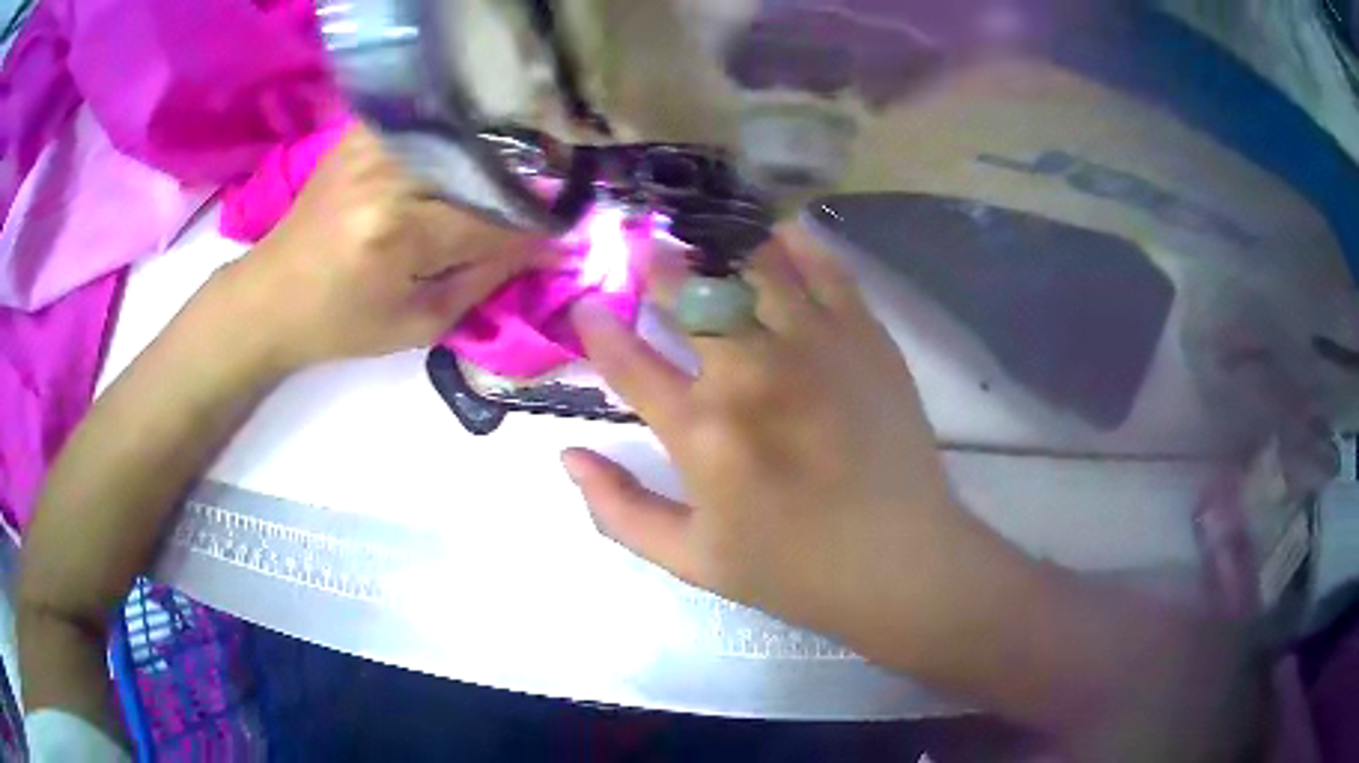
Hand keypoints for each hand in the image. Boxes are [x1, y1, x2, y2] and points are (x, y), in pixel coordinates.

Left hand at [224, 124, 537, 370]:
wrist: (272, 296)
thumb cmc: (340, 324)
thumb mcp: (416, 325)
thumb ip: (482, 282)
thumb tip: (538, 250)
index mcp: (396, 234)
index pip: (488, 223)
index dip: (531, 233)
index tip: (563, 240)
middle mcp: (386, 176)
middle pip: (479, 171)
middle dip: (519, 192)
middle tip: (541, 210)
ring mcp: (371, 146)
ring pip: (458, 139)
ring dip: (491, 160)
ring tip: (509, 183)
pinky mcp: (360, 134)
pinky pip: (426, 124)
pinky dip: (454, 137)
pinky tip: (465, 156)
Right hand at [563, 227, 986, 654]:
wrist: (900, 561)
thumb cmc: (794, 568)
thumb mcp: (691, 559)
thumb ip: (620, 510)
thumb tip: (568, 455)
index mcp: (703, 433)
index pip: (629, 361)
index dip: (597, 327)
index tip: (586, 306)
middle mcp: (753, 373)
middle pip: (690, 293)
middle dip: (655, 265)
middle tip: (642, 249)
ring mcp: (815, 346)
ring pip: (754, 265)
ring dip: (717, 242)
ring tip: (701, 232)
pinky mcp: (865, 336)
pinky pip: (824, 268)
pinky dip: (795, 242)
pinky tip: (776, 232)